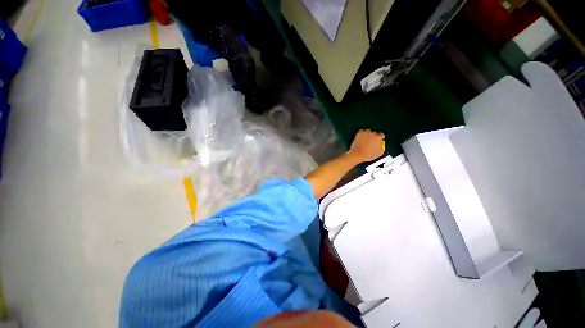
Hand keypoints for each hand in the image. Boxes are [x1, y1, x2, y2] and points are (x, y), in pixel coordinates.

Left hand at [347, 129, 384, 162]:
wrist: (357, 154)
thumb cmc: (368, 155)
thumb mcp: (379, 153)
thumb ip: (381, 148)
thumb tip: (380, 146)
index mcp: (378, 138)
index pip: (381, 135)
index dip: (379, 138)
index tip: (377, 141)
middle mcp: (372, 134)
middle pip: (374, 133)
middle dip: (373, 137)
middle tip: (370, 142)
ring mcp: (365, 133)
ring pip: (368, 131)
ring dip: (367, 135)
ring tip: (365, 140)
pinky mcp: (359, 133)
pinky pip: (361, 131)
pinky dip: (361, 134)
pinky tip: (361, 138)